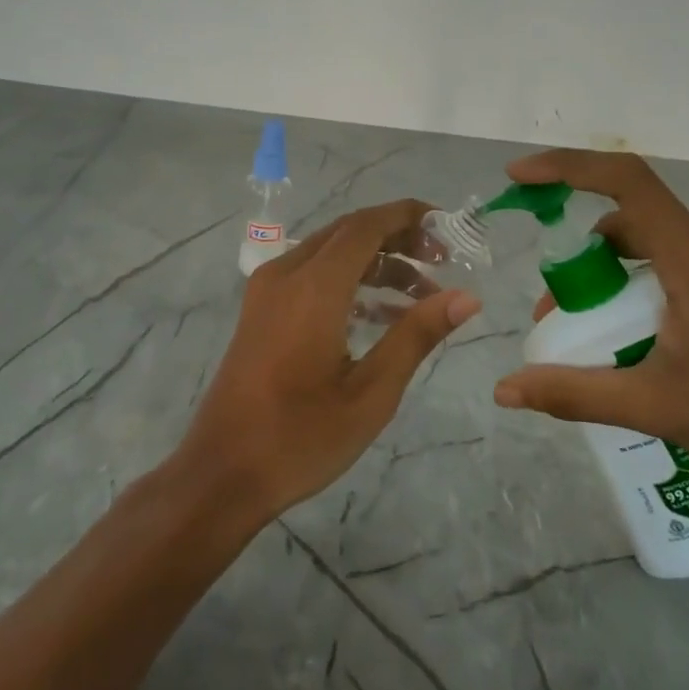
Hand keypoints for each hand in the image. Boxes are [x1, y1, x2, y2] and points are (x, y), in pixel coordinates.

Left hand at [181, 200, 480, 523]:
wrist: (222, 472)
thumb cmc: (301, 437)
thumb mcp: (371, 392)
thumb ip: (416, 335)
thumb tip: (466, 297)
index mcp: (314, 287)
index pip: (366, 226)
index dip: (408, 216)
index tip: (448, 226)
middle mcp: (286, 273)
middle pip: (349, 232)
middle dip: (397, 237)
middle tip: (442, 261)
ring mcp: (268, 290)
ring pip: (330, 252)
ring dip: (375, 262)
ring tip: (422, 294)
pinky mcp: (261, 309)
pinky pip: (311, 274)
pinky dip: (348, 280)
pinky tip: (380, 315)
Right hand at [491, 151, 688, 477]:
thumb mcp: (654, 405)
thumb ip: (574, 392)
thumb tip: (505, 389)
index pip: (623, 179)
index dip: (565, 167)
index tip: (518, 177)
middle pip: (626, 220)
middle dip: (580, 258)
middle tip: (556, 313)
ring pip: (649, 241)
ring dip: (610, 273)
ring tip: (595, 331)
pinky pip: (673, 257)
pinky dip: (640, 280)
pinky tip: (639, 331)